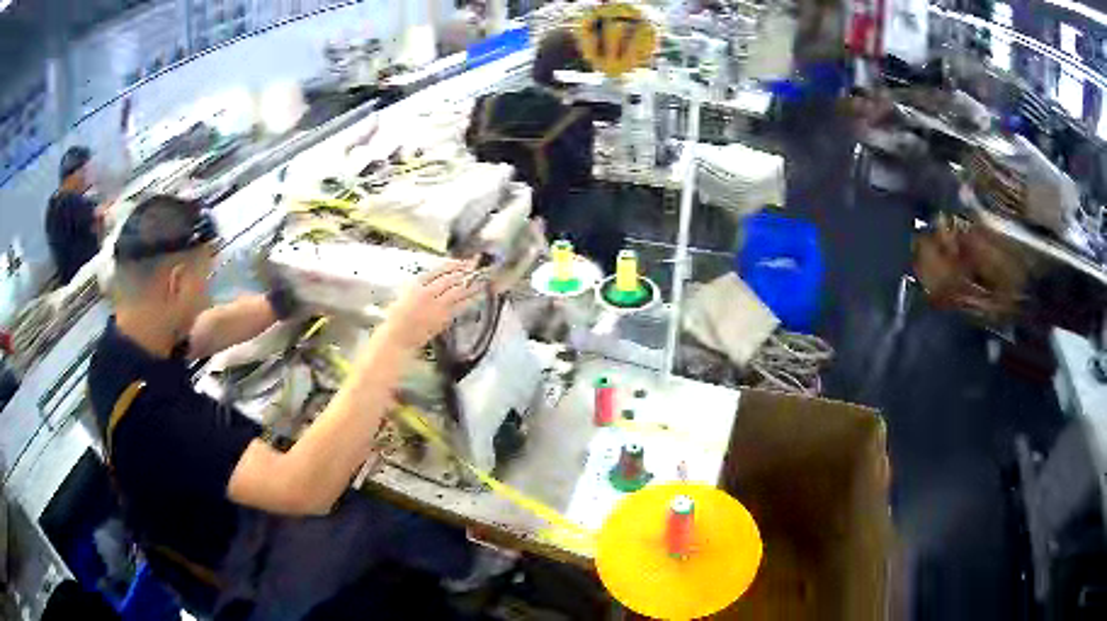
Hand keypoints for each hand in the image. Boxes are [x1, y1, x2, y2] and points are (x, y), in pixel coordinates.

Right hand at [382, 260, 477, 350]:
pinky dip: (471, 299)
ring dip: (472, 284)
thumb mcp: (406, 292)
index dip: (455, 264)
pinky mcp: (444, 319)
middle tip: (478, 265)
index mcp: (418, 284)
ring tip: (483, 279)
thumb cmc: (398, 314)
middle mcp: (429, 293)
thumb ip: (423, 283)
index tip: (464, 261)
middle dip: (467, 270)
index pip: (440, 270)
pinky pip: (461, 307)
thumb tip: (441, 276)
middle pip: (452, 278)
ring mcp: (438, 307)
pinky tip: (479, 296)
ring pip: (459, 292)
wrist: (398, 336)